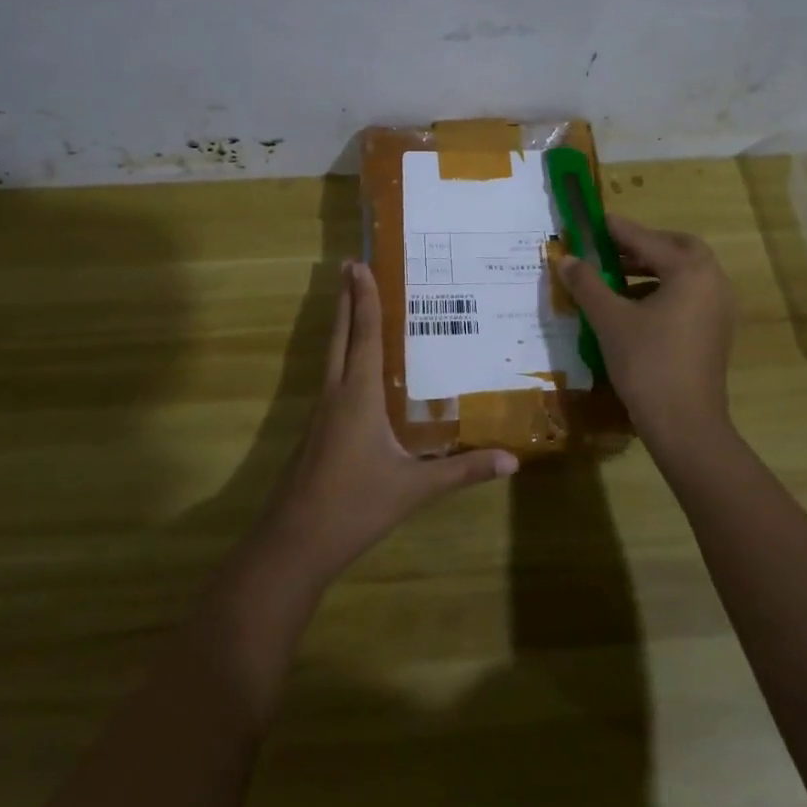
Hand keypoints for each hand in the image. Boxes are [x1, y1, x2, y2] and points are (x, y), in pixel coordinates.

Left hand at [257, 260, 515, 586]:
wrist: (294, 543)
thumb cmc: (355, 506)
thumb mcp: (415, 489)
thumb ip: (463, 472)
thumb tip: (512, 460)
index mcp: (359, 396)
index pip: (364, 335)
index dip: (363, 298)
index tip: (359, 264)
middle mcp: (336, 394)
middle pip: (339, 335)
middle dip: (345, 298)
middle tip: (349, 265)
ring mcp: (321, 413)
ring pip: (330, 354)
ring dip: (340, 323)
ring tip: (349, 300)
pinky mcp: (315, 431)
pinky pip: (331, 377)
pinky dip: (340, 354)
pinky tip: (351, 367)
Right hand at [555, 216, 736, 452]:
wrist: (685, 425)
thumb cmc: (647, 364)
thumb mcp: (609, 320)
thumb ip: (588, 284)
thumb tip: (566, 259)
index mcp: (690, 271)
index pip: (648, 239)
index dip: (617, 230)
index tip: (594, 221)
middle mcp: (712, 282)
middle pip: (679, 248)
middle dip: (645, 244)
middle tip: (612, 248)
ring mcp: (718, 308)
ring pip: (686, 272)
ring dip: (653, 267)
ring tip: (616, 275)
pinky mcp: (715, 331)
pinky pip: (690, 294)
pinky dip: (664, 289)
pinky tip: (634, 306)